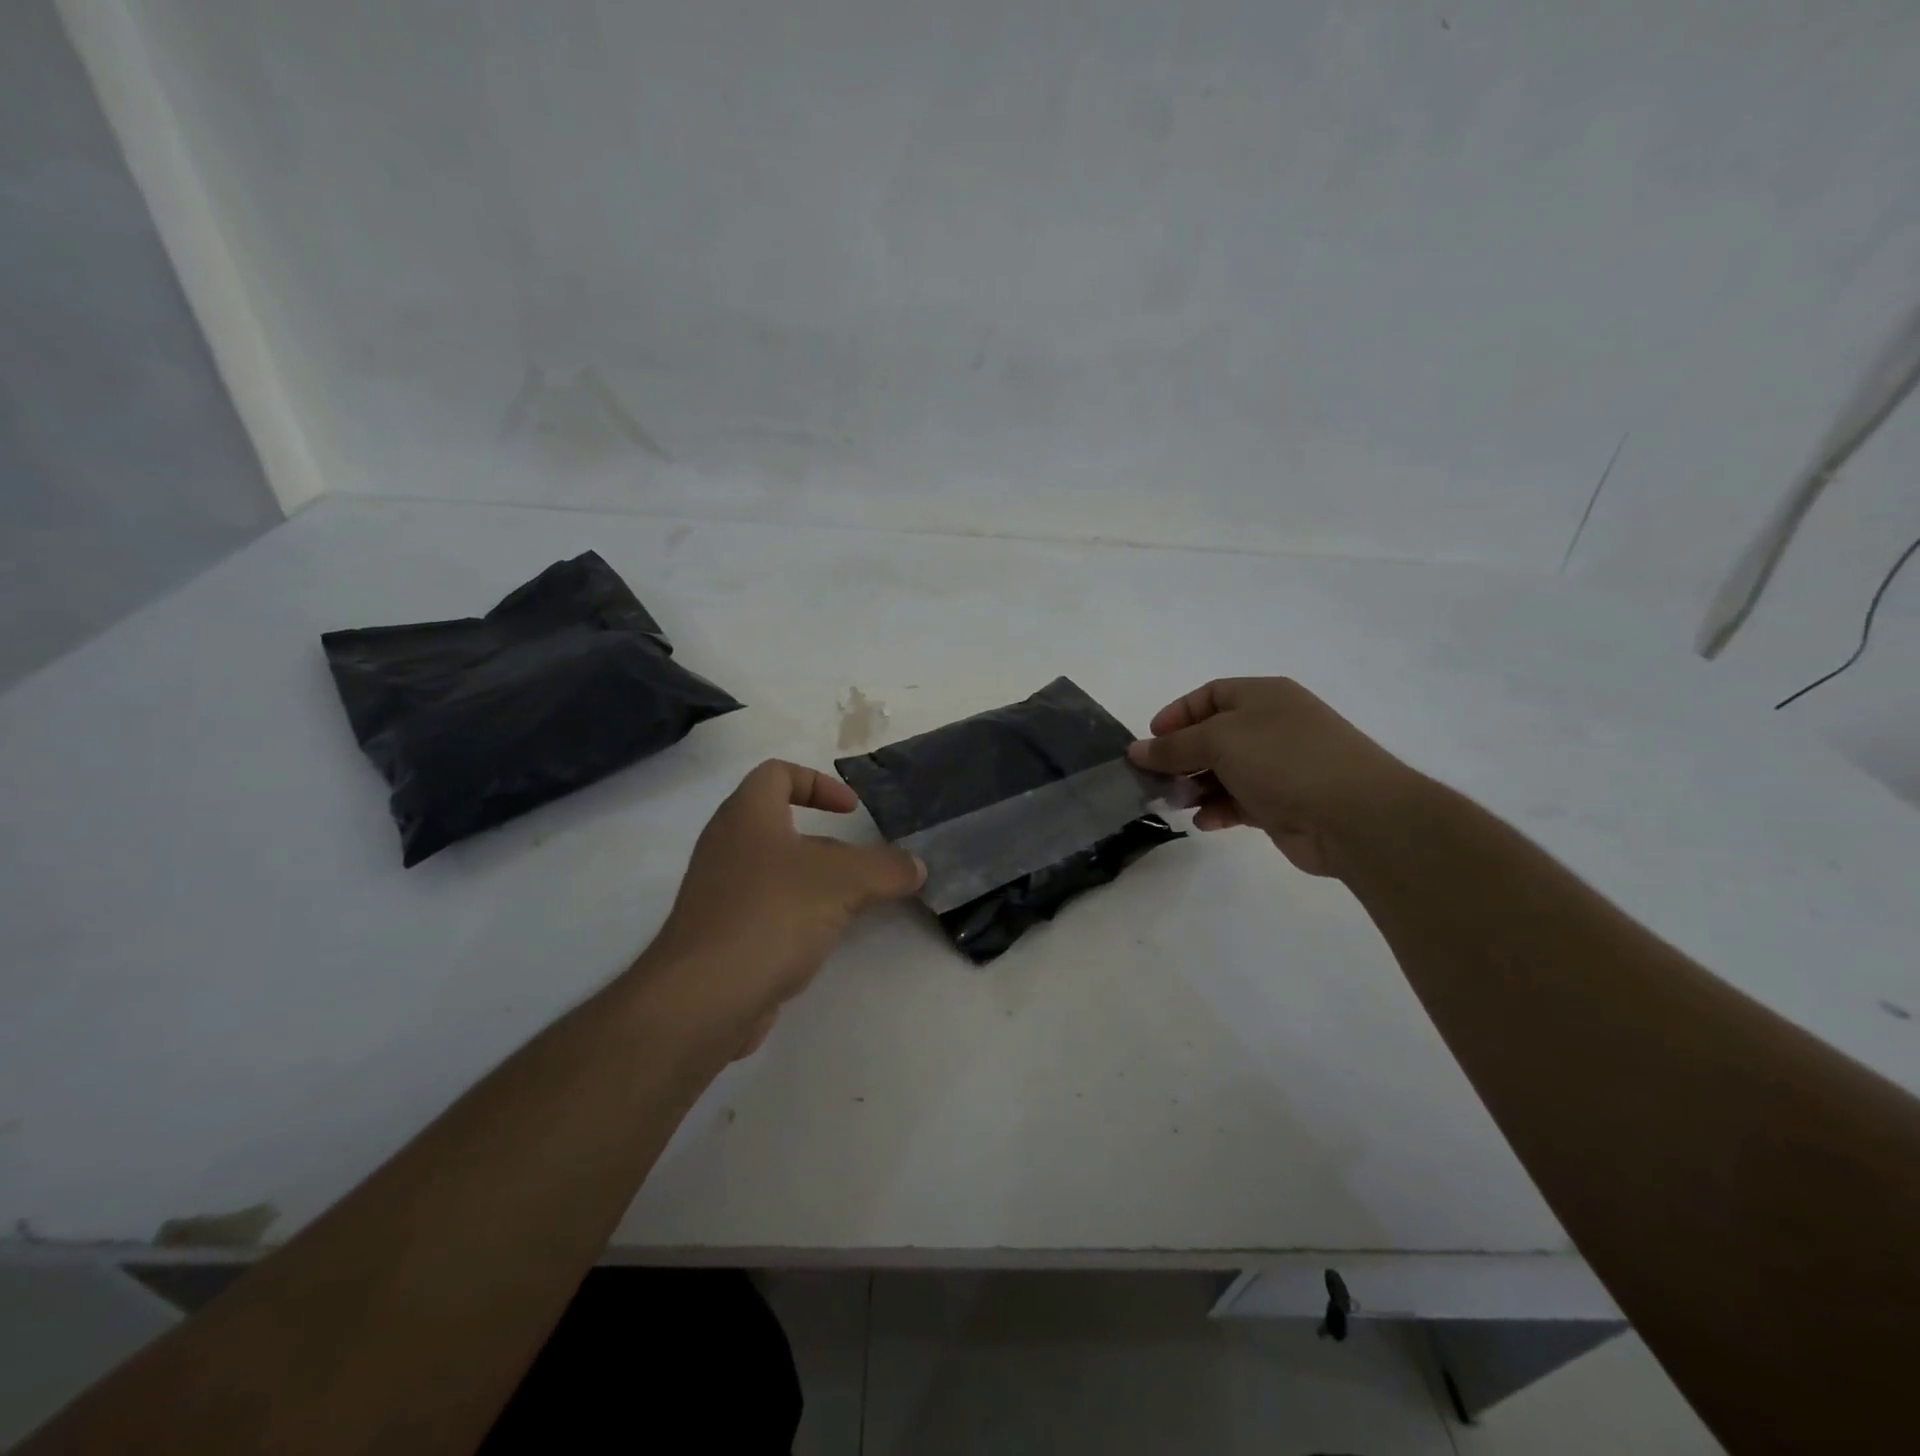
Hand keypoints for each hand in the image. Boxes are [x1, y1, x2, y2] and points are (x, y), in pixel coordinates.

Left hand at [643, 760, 923, 1055]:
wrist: (703, 997)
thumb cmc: (772, 913)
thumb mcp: (844, 882)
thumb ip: (886, 868)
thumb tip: (916, 867)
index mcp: (747, 815)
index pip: (777, 773)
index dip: (818, 782)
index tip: (852, 811)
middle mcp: (726, 845)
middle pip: (780, 824)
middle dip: (826, 842)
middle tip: (859, 866)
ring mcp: (719, 892)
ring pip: (775, 871)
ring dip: (814, 882)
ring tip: (850, 906)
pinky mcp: (720, 935)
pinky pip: (764, 909)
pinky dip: (795, 916)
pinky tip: (820, 940)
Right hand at [1127, 677, 1419, 877]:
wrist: (1355, 814)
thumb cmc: (1283, 760)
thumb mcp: (1218, 741)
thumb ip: (1173, 746)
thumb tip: (1137, 751)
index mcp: (1263, 696)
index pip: (1209, 695)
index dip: (1176, 715)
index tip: (1149, 741)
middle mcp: (1272, 726)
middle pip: (1214, 736)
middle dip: (1182, 757)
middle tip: (1155, 778)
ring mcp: (1281, 766)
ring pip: (1225, 771)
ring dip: (1197, 786)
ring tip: (1177, 802)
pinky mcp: (1284, 803)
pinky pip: (1241, 801)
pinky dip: (1219, 810)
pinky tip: (1205, 822)